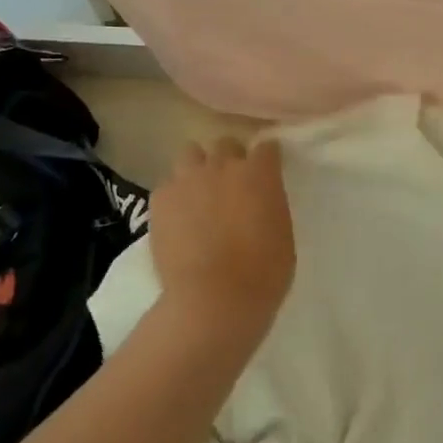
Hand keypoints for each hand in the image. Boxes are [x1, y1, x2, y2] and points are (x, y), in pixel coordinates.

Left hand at [149, 137, 295, 334]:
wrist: (214, 298)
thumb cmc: (263, 272)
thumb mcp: (282, 232)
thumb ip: (269, 205)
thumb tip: (258, 202)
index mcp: (260, 173)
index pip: (267, 148)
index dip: (267, 159)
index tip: (267, 173)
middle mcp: (224, 165)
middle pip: (226, 144)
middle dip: (230, 158)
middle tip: (231, 185)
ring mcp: (188, 179)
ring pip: (191, 153)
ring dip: (198, 167)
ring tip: (199, 193)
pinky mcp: (160, 199)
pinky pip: (168, 184)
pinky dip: (175, 195)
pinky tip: (178, 217)